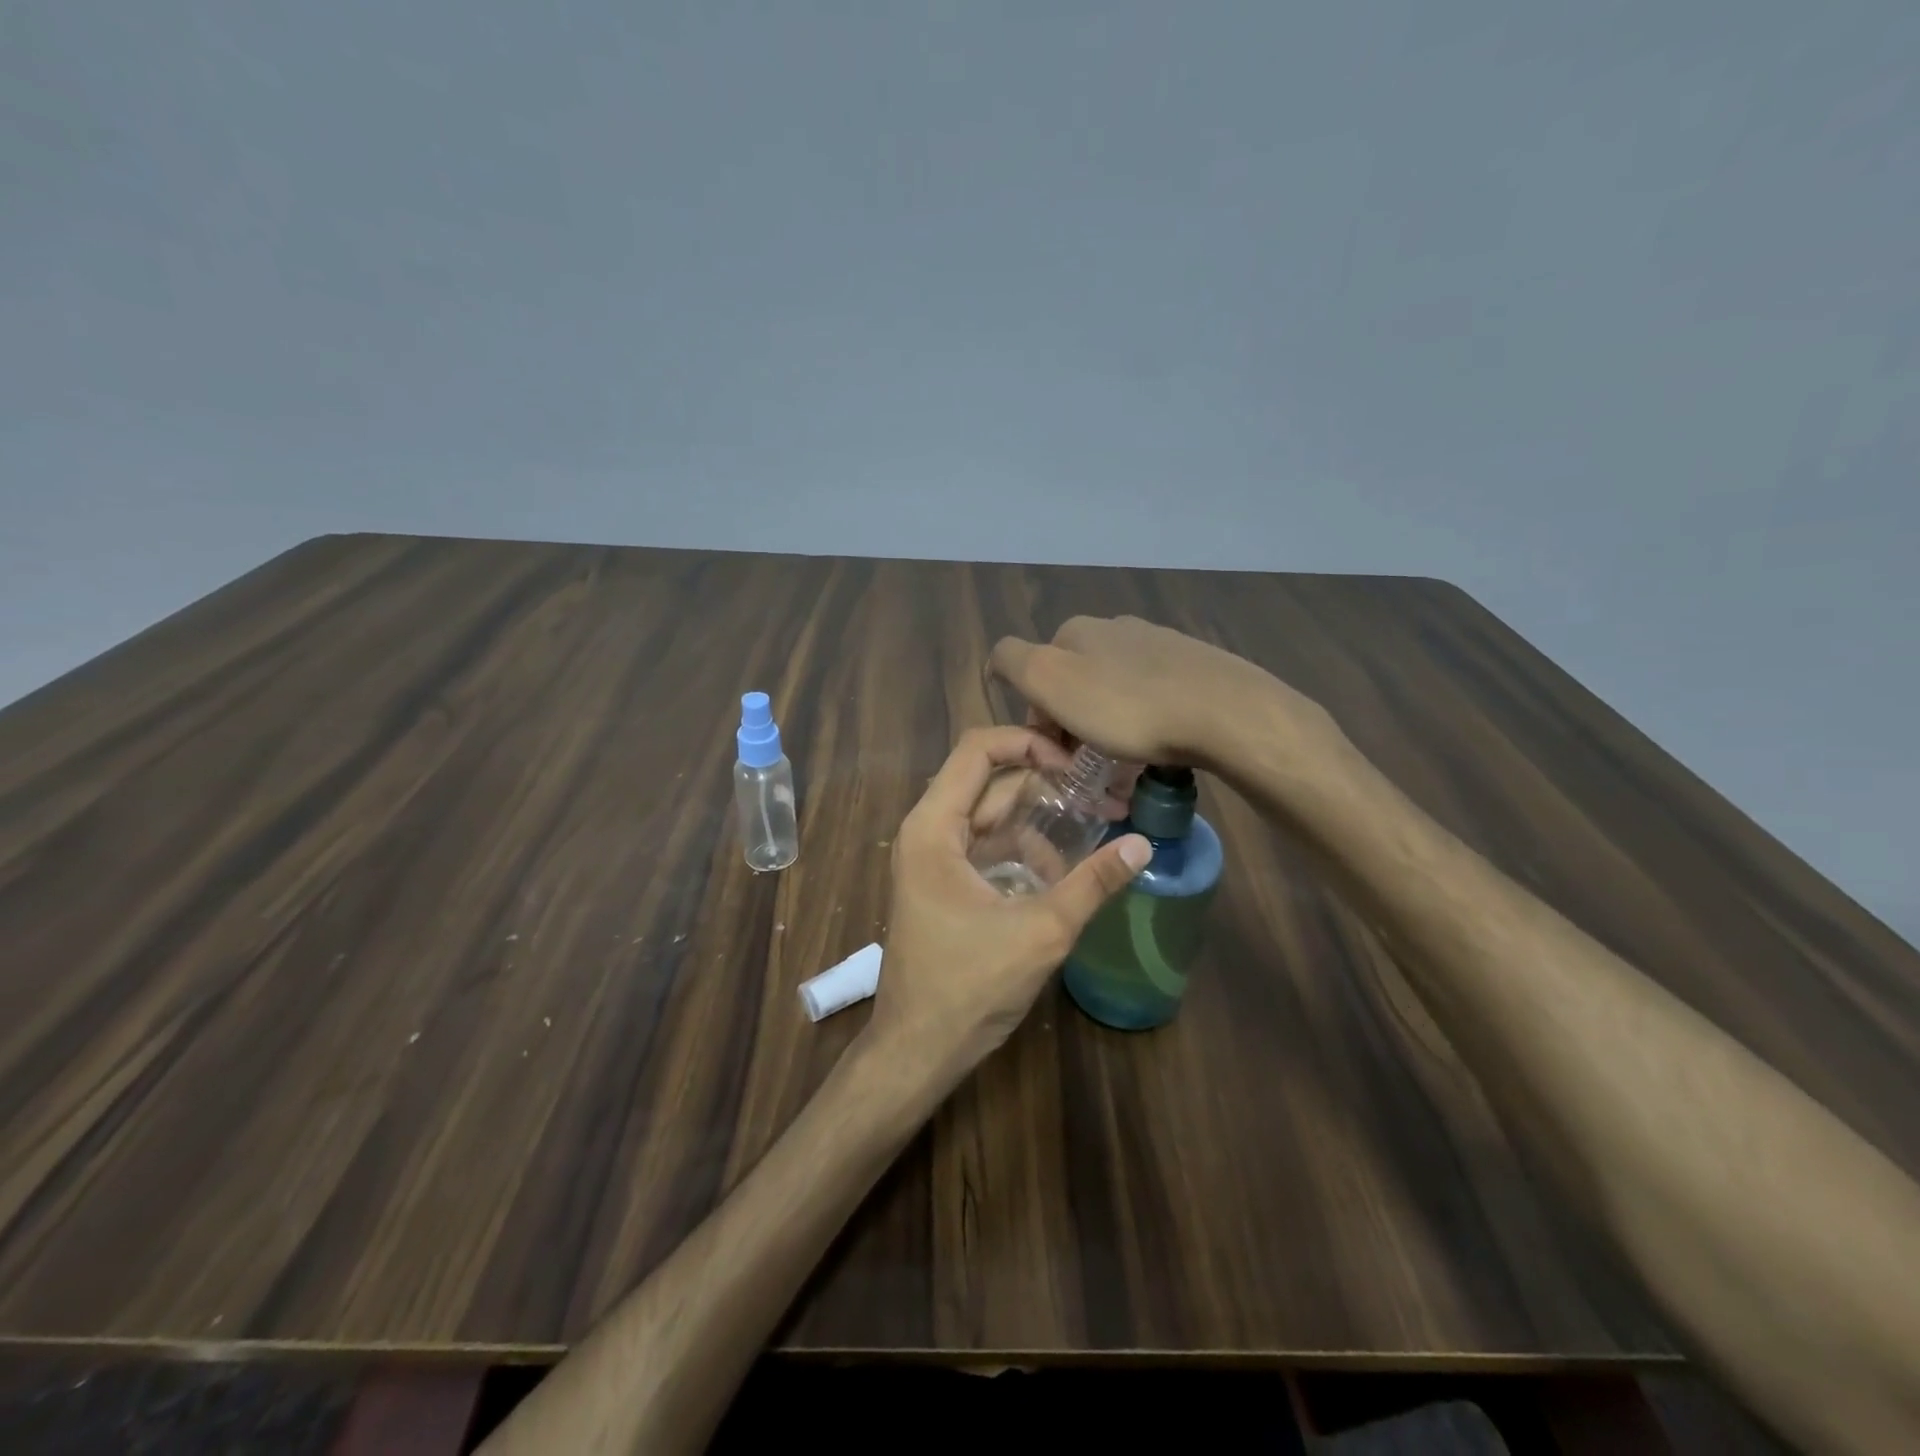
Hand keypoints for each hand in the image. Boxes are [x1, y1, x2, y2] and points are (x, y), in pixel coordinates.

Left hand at [865, 727, 1150, 1084]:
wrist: (918, 1049)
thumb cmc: (969, 986)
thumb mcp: (1041, 931)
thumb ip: (1093, 882)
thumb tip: (1143, 844)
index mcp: (934, 827)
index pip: (978, 749)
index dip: (1028, 743)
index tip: (1075, 765)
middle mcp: (927, 831)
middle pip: (988, 782)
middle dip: (1044, 785)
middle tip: (1101, 795)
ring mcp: (933, 858)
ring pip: (990, 816)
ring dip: (1038, 822)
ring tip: (1094, 829)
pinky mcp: (944, 884)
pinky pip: (986, 847)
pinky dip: (1022, 850)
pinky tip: (1062, 871)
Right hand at [989, 615, 1337, 773]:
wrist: (1223, 712)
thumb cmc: (1127, 707)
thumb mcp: (1051, 681)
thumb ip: (1013, 662)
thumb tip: (997, 662)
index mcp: (1076, 631)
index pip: (1036, 674)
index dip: (1040, 718)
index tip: (1058, 755)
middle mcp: (1114, 628)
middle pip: (1076, 681)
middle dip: (1075, 722)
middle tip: (1090, 764)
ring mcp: (1158, 643)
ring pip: (1114, 688)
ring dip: (1109, 724)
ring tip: (1126, 762)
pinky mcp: (1193, 664)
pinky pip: (1152, 695)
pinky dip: (1145, 720)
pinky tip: (1159, 744)